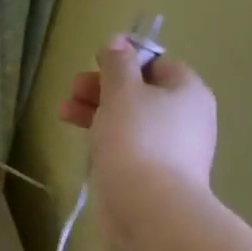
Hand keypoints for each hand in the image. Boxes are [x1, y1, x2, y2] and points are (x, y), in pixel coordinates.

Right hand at [60, 37, 216, 247]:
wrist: (149, 208)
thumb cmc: (137, 138)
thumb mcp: (121, 90)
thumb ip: (117, 63)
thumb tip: (118, 42)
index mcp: (187, 92)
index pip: (158, 64)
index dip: (126, 60)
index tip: (96, 64)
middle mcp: (186, 118)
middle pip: (141, 92)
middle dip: (103, 88)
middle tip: (73, 89)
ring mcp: (172, 150)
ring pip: (131, 120)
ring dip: (97, 111)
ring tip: (64, 112)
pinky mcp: (154, 176)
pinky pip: (129, 147)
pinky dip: (105, 139)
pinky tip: (83, 141)